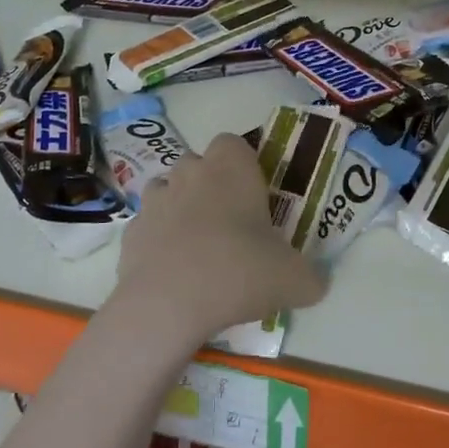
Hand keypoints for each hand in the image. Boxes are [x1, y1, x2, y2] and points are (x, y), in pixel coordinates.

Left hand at [114, 133, 326, 344]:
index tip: (254, 195)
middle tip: (232, 224)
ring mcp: (155, 200)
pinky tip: (173, 271)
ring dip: (181, 208)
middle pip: (199, 164)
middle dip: (211, 185)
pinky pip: (148, 226)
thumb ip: (311, 278)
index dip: (243, 164)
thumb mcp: (294, 279)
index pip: (233, 143)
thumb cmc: (239, 271)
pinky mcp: (131, 231)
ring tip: (199, 245)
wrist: (169, 303)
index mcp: (231, 168)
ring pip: (168, 190)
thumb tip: (317, 284)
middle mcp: (190, 172)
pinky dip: (158, 240)